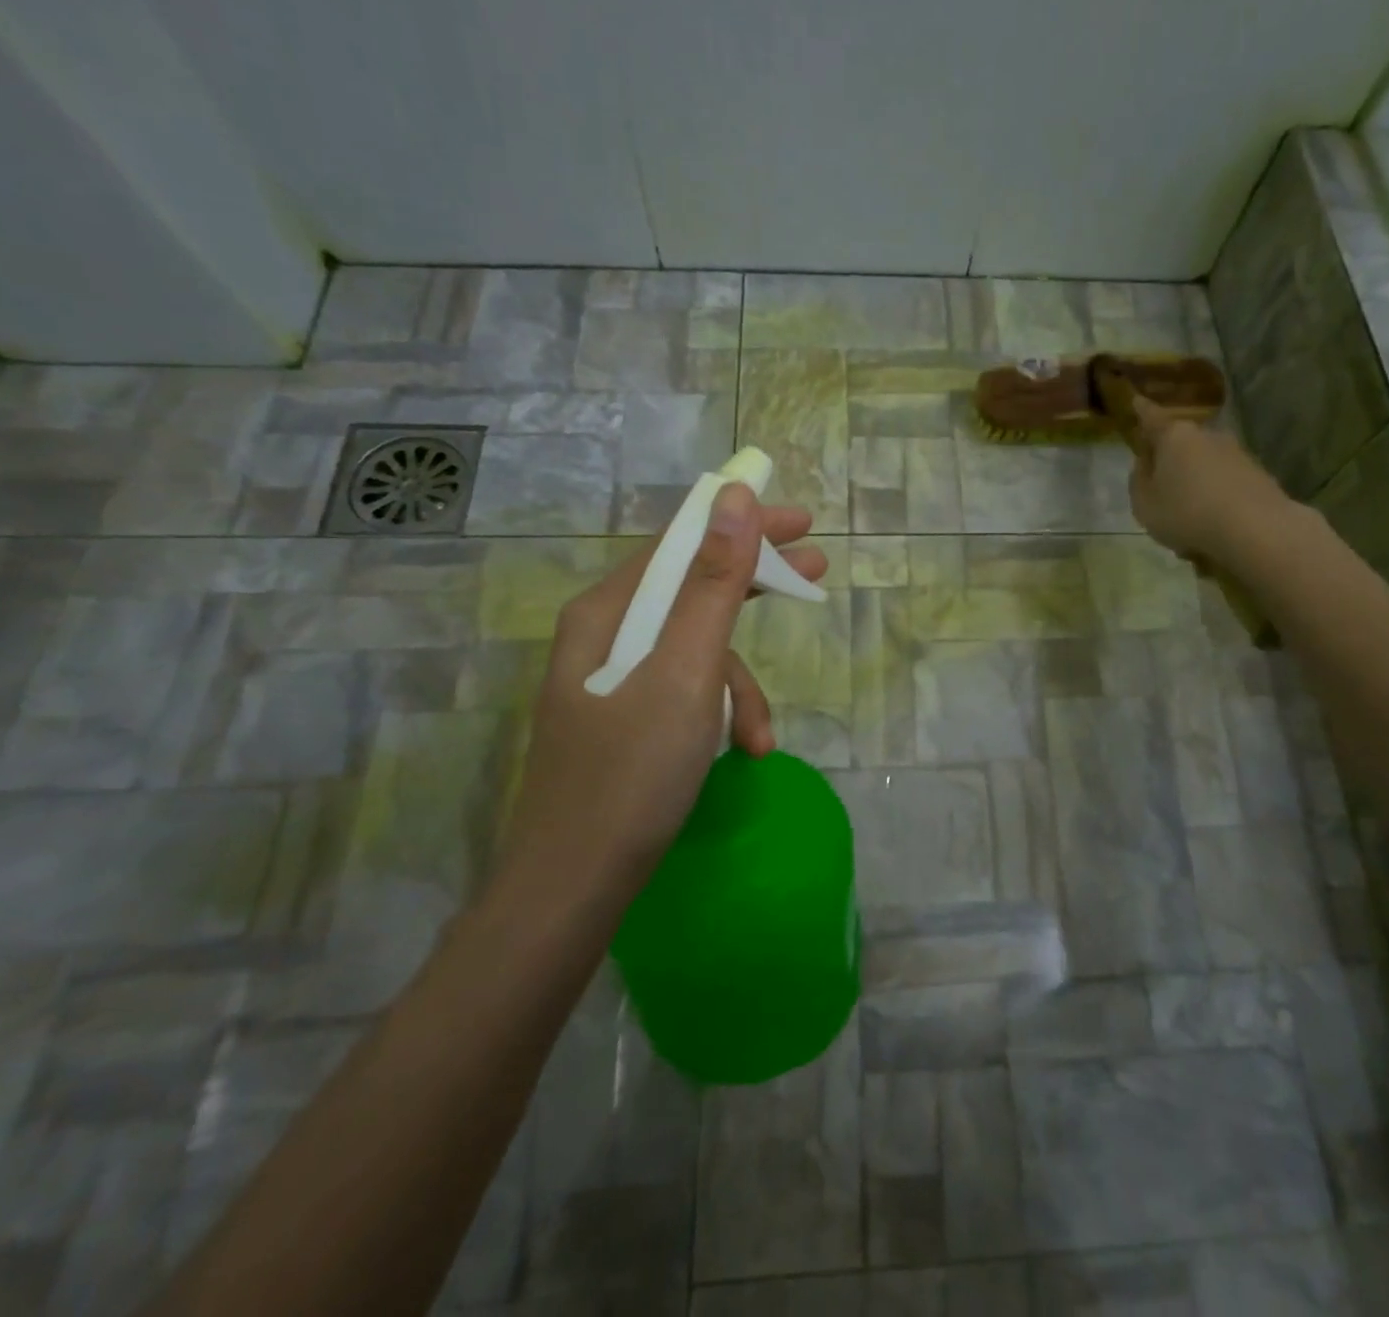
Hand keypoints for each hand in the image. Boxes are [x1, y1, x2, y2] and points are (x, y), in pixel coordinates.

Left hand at [500, 484, 827, 900]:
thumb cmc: (631, 774)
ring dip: (740, 684)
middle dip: (753, 586)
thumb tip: (733, 499)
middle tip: (815, 572)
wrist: (573, 888)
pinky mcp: (624, 721)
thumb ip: (713, 584)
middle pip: (690, 589)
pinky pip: (684, 692)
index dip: (742, 526)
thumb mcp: (686, 672)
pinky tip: (741, 752)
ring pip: (694, 652)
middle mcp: (603, 636)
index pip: (682, 543)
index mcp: (606, 612)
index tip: (801, 523)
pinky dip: (718, 713)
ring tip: (762, 735)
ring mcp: (612, 681)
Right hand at [1127, 397, 1294, 565]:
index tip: (1136, 400)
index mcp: (1174, 436)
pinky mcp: (1257, 473)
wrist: (1255, 528)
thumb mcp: (1144, 504)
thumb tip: (1146, 464)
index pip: (1151, 417)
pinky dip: (1214, 496)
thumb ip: (1139, 480)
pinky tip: (1210, 524)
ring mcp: (1235, 452)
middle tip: (1158, 486)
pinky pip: (1223, 481)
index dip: (1141, 410)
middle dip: (1168, 459)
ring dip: (1193, 481)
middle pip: (1180, 443)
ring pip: (1203, 464)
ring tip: (1186, 516)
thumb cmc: (1186, 513)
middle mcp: (1206, 435)